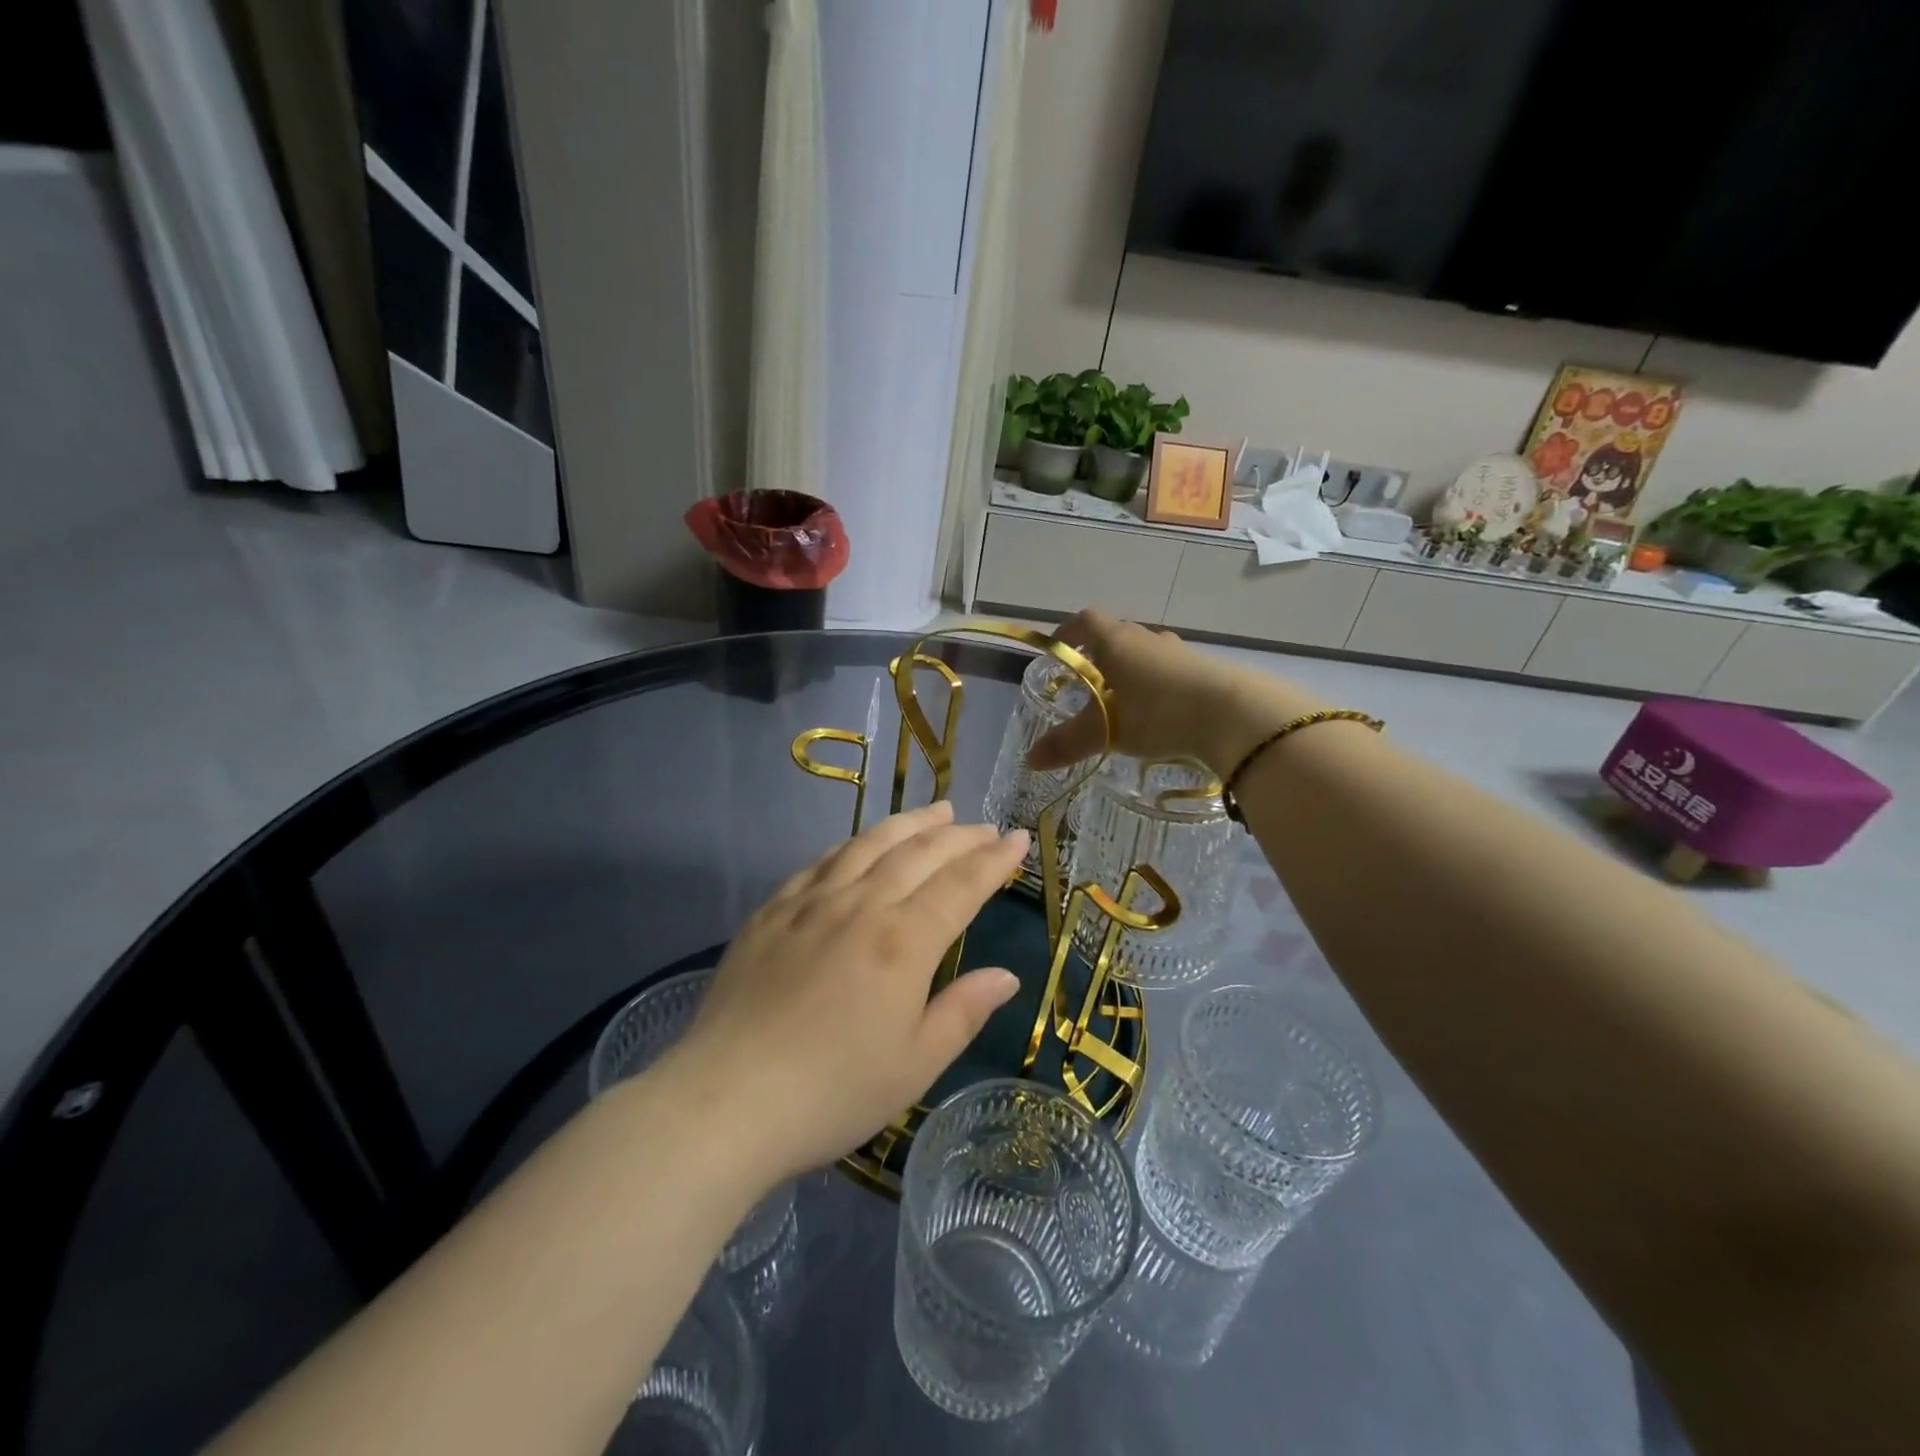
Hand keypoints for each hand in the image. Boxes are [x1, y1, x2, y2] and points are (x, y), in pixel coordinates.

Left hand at [674, 801, 1027, 1181]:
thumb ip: (963, 1011)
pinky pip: (823, 861)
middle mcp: (861, 905)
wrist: (726, 1101)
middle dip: (960, 835)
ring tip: (937, 811)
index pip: (961, 885)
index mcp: (903, 942)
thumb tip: (1006, 976)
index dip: (994, 859)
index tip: (1018, 838)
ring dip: (910, 823)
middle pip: (920, 853)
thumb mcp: (915, 1065)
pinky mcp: (772, 911)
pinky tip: (863, 843)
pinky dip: (855, 843)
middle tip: (985, 826)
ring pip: (871, 844)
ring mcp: (811, 902)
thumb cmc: (832, 1092)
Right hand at [1028, 610, 1324, 774]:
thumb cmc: (1158, 712)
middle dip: (1097, 657)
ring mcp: (1179, 652)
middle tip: (1086, 685)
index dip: (1068, 632)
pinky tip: (1158, 714)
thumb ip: (1067, 743)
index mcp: (1117, 641)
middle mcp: (1147, 638)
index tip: (1057, 650)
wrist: (1234, 714)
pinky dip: (1156, 686)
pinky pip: (1169, 671)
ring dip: (1129, 672)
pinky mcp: (1204, 670)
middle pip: (1115, 636)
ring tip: (1122, 703)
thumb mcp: (1106, 730)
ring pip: (1145, 654)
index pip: (1085, 621)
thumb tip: (1029, 760)